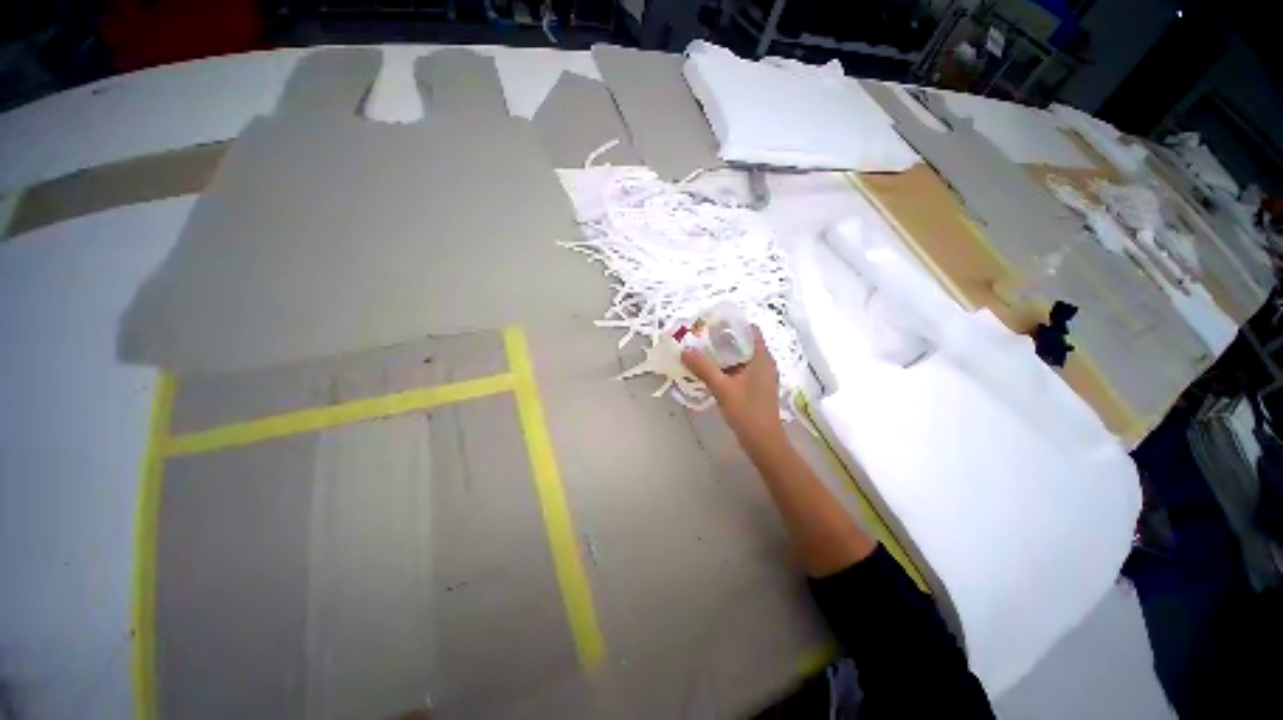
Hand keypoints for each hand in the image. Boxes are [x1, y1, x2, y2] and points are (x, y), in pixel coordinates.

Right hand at [681, 328, 784, 449]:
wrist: (764, 442)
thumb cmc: (747, 412)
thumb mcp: (722, 388)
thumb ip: (704, 368)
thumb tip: (685, 351)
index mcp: (762, 358)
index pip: (750, 329)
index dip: (732, 324)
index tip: (712, 324)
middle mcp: (764, 363)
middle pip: (744, 342)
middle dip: (723, 339)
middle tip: (701, 338)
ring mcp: (761, 376)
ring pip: (741, 357)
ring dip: (724, 354)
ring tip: (702, 352)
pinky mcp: (756, 387)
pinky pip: (741, 370)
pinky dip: (727, 367)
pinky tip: (711, 371)